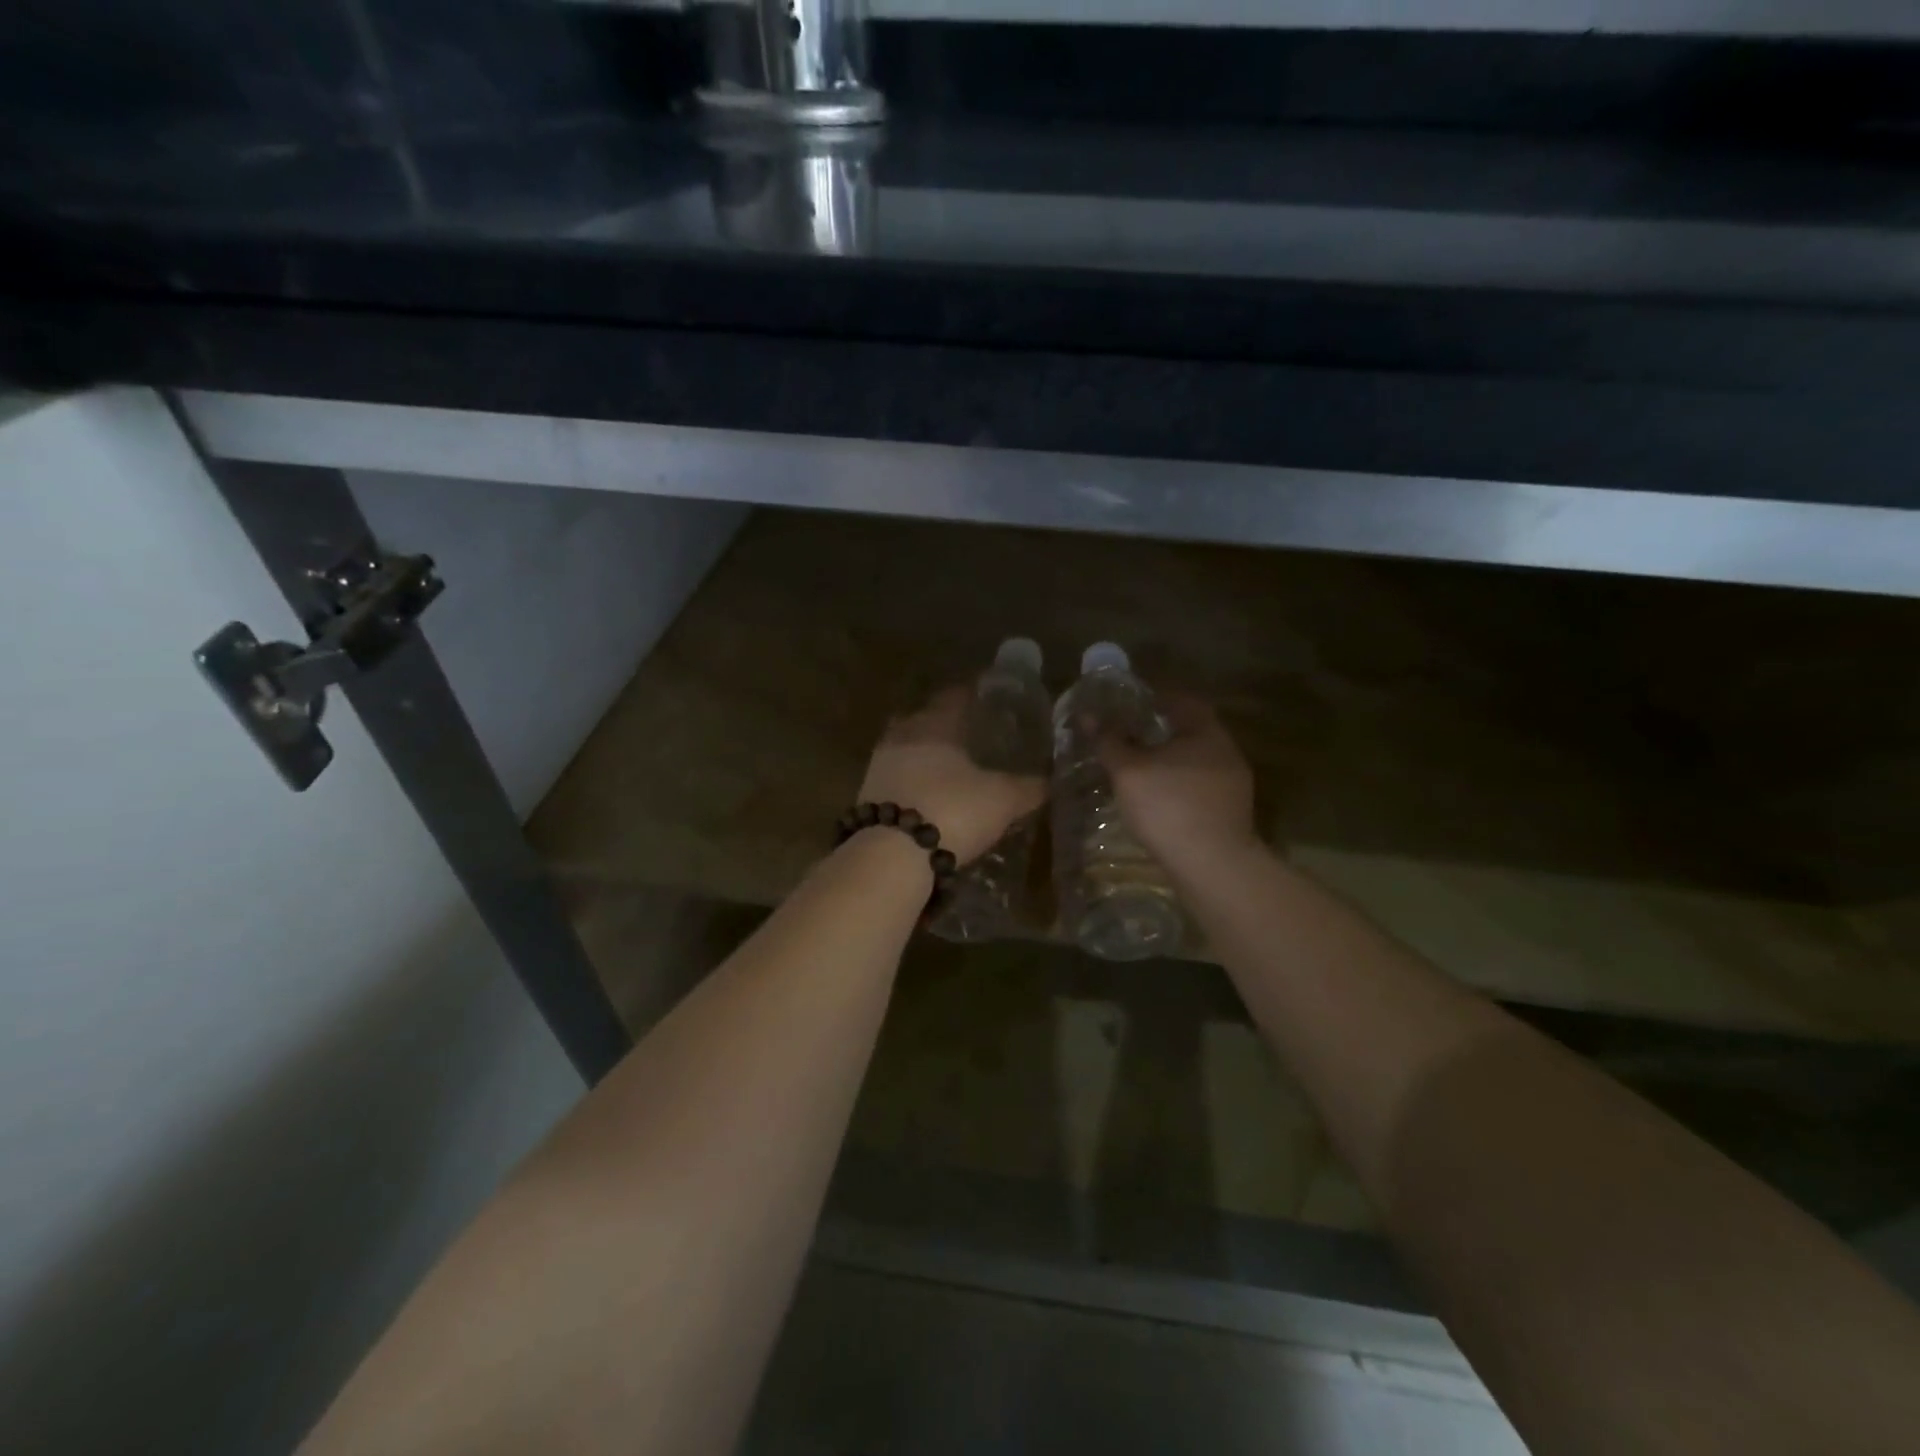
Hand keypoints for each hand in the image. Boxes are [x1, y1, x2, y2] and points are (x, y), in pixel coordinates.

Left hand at [857, 687, 1047, 864]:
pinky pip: (895, 778)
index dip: (971, 693)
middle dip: (943, 723)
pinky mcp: (867, 798)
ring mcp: (879, 767)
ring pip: (905, 749)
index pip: (954, 696)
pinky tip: (929, 796)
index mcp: (934, 724)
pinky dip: (912, 782)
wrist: (891, 855)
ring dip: (924, 755)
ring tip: (950, 768)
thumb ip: (1028, 787)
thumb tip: (1051, 781)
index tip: (987, 695)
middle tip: (968, 732)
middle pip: (923, 719)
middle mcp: (902, 737)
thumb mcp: (1002, 799)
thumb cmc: (952, 810)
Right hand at [1097, 694, 1258, 874]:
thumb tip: (1087, 715)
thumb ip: (1109, 741)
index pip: (1182, 701)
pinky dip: (1178, 786)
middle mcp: (1226, 751)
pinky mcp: (1231, 813)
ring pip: (1196, 762)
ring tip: (1139, 771)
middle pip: (1191, 731)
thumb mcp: (1128, 771)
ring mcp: (1233, 785)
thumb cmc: (1168, 807)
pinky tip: (1158, 800)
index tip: (1130, 705)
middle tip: (1129, 737)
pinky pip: (1200, 787)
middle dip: (1161, 732)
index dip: (1155, 699)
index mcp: (1206, 732)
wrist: (1213, 866)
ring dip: (1170, 762)